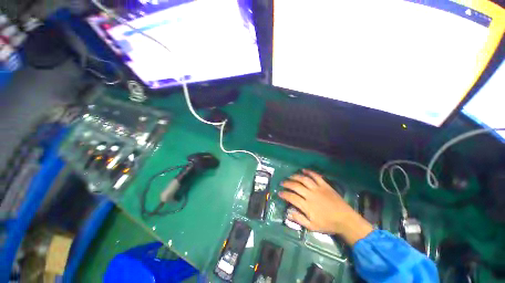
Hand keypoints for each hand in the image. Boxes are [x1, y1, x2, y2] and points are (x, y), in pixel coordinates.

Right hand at [279, 169, 372, 245]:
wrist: (345, 219)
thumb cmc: (328, 224)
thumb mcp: (312, 226)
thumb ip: (299, 219)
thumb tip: (287, 213)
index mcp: (307, 205)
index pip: (291, 197)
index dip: (284, 194)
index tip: (279, 193)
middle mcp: (310, 194)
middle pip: (295, 186)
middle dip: (287, 184)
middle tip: (282, 183)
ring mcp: (318, 188)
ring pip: (303, 179)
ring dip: (295, 176)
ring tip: (290, 176)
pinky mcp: (324, 185)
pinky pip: (316, 176)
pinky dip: (309, 172)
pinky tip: (303, 170)